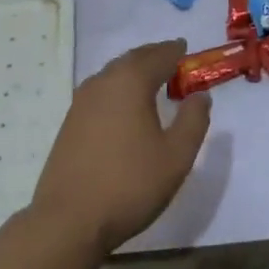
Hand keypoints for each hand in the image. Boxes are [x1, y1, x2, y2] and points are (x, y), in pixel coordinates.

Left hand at [31, 40, 211, 255]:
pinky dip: (118, 87)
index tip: (186, 48)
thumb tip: (200, 95)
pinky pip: (101, 90)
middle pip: (133, 59)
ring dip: (134, 70)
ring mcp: (82, 101)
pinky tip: (124, 104)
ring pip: (114, 73)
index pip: (158, 56)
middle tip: (171, 58)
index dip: (175, 51)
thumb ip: (193, 121)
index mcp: (131, 82)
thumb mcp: (176, 156)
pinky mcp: (70, 121)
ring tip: (151, 79)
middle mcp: (104, 81)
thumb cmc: (129, 185)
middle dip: (153, 56)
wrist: (68, 220)